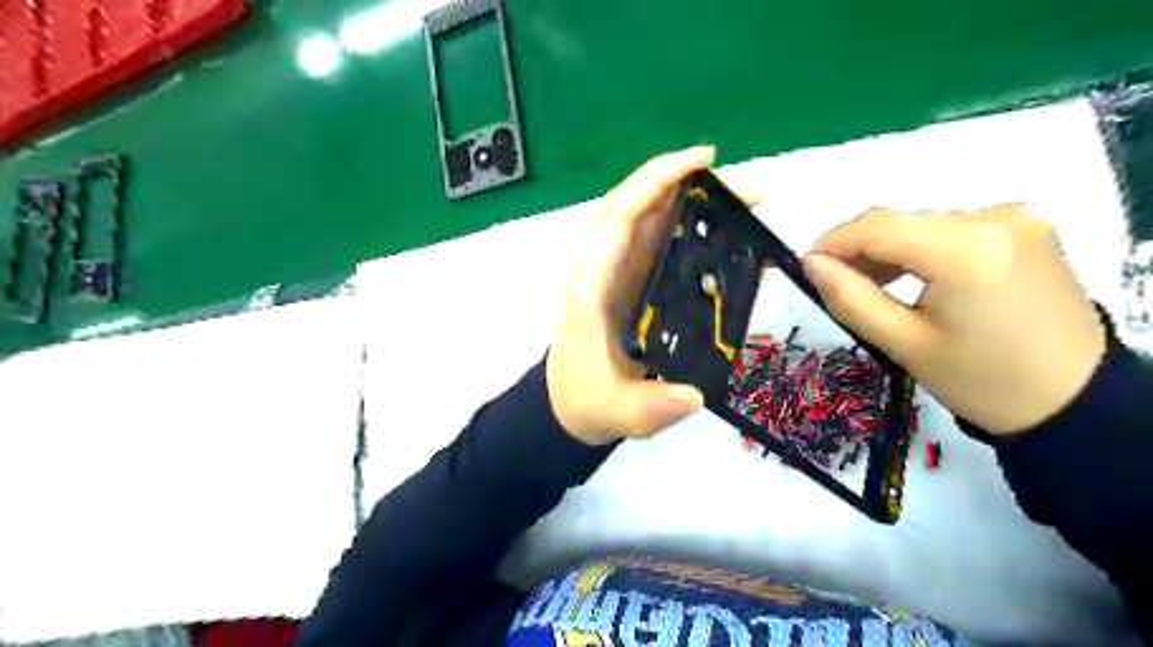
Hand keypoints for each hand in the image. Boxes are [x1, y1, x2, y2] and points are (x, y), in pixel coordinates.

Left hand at [552, 148, 762, 443]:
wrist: (571, 401)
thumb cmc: (588, 399)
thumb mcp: (619, 412)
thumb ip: (651, 407)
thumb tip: (694, 394)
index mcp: (591, 287)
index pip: (618, 218)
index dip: (656, 182)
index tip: (702, 163)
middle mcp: (599, 266)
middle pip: (635, 204)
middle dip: (687, 183)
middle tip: (747, 189)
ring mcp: (613, 268)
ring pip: (645, 215)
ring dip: (689, 197)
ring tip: (742, 199)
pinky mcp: (627, 276)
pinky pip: (652, 235)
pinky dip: (683, 220)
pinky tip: (718, 224)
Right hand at [803, 205, 1106, 439]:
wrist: (1073, 400)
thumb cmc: (981, 380)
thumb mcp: (903, 343)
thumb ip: (850, 297)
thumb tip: (812, 263)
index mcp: (966, 249)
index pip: (878, 227)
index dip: (833, 242)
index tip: (806, 266)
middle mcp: (995, 218)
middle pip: (900, 223)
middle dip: (859, 249)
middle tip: (834, 285)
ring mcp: (1016, 219)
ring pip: (922, 224)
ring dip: (888, 250)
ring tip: (869, 286)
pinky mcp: (1025, 229)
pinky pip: (950, 229)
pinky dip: (919, 250)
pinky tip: (910, 277)